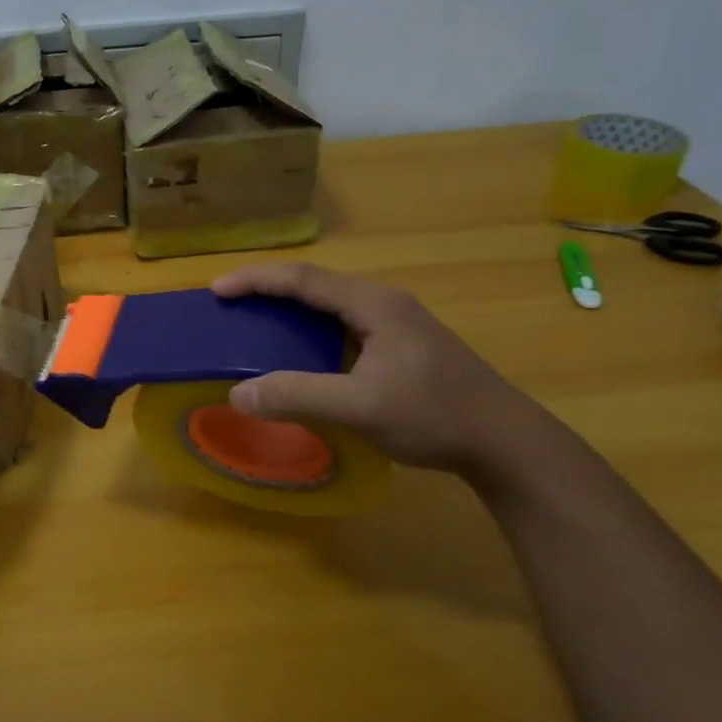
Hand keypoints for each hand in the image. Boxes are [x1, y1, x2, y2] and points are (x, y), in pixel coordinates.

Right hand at [212, 262, 543, 476]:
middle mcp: (383, 303)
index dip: (256, 280)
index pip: (303, 279)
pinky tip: (300, 353)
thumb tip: (238, 393)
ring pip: (329, 306)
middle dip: (268, 290)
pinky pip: (342, 327)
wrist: (505, 442)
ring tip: (255, 324)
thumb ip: (299, 396)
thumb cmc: (435, 416)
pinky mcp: (401, 346)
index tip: (217, 291)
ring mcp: (396, 324)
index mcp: (373, 304)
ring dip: (289, 310)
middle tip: (229, 306)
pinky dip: (310, 332)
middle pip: (315, 285)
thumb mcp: (361, 407)